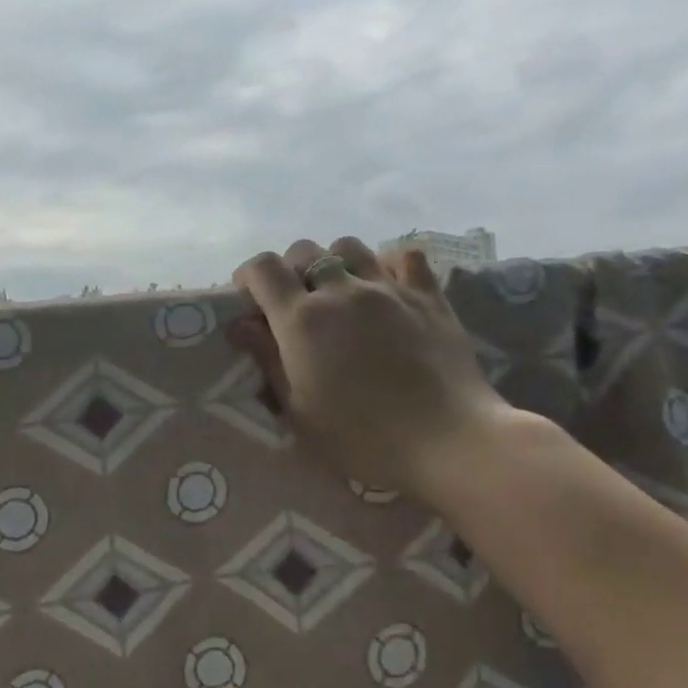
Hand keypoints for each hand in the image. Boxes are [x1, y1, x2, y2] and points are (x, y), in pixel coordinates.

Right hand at [229, 237, 510, 497]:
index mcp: (302, 320)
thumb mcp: (299, 411)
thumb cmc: (362, 438)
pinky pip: (404, 255)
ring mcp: (389, 288)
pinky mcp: (428, 295)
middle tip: (295, 304)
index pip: (263, 269)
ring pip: (350, 246)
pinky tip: (386, 286)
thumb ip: (267, 361)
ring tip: (340, 292)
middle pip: (304, 251)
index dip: (248, 276)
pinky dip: (387, 263)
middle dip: (290, 270)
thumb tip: (240, 325)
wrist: (447, 441)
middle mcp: (342, 290)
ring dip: (335, 263)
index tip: (249, 298)